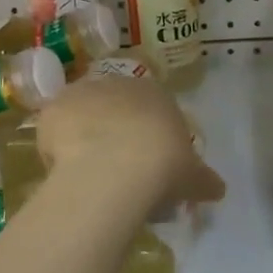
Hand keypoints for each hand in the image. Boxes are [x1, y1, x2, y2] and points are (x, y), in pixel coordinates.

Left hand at [36, 77, 224, 215]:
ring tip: (87, 173)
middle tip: (116, 169)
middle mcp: (118, 83)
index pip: (151, 107)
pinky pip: (54, 129)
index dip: (147, 135)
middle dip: (114, 132)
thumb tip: (218, 189)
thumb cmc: (163, 164)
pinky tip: (65, 172)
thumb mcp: (193, 176)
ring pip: (82, 114)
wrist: (116, 166)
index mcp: (155, 93)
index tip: (146, 162)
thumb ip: (204, 180)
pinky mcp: (53, 108)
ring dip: (84, 136)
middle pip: (114, 107)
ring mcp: (82, 92)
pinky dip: (57, 148)